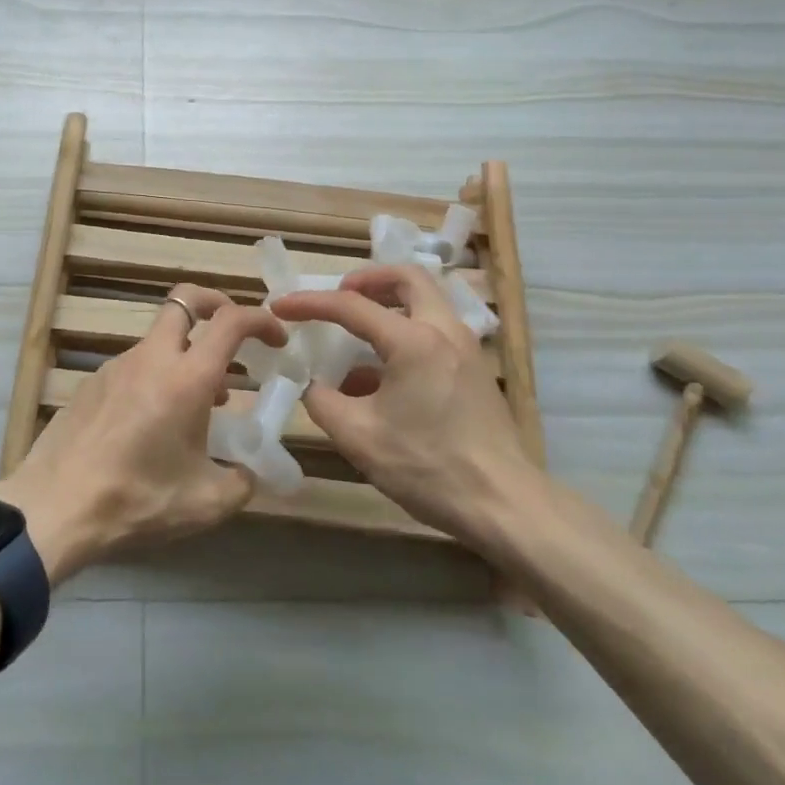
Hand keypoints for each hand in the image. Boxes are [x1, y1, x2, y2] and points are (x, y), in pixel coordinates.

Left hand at [0, 284, 285, 582]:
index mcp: (186, 378)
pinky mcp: (91, 383)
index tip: (277, 339)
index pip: (230, 321)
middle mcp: (151, 359)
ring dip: (185, 354)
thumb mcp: (205, 502)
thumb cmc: (137, 499)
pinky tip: (153, 424)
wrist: (54, 507)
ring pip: (159, 339)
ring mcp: (116, 366)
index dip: (261, 320)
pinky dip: (156, 378)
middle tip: (233, 337)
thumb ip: (240, 481)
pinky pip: (134, 366)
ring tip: (200, 403)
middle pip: (185, 300)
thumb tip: (248, 471)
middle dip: (215, 304)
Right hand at [270, 264, 536, 545]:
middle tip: (340, 295)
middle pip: (407, 278)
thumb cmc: (428, 467)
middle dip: (368, 279)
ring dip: (389, 304)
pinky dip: (404, 333)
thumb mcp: (358, 437)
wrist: (504, 506)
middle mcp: (443, 332)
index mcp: (412, 341)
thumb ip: (322, 402)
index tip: (280, 306)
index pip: (351, 306)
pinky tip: (380, 375)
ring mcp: (465, 350)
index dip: (309, 303)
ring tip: (357, 332)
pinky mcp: (474, 372)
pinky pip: (434, 332)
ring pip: (426, 302)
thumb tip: (312, 385)